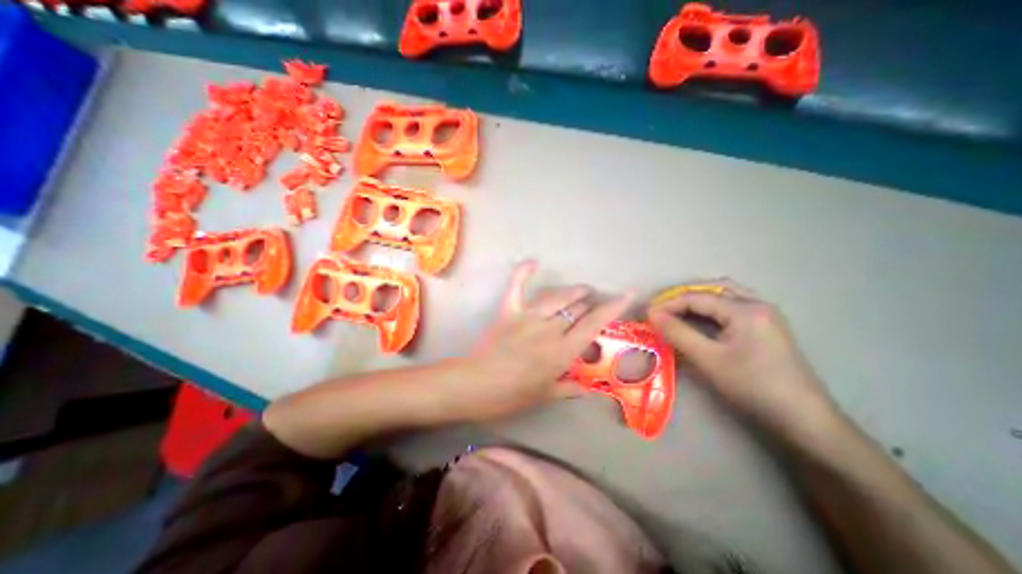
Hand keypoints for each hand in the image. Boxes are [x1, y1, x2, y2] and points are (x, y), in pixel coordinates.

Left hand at [449, 262, 631, 420]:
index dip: (613, 308)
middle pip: (577, 307)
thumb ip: (569, 389)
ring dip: (572, 291)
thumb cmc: (512, 395)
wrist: (475, 385)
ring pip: (557, 296)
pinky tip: (533, 262)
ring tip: (581, 290)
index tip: (627, 294)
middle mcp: (550, 329)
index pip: (594, 324)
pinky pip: (517, 287)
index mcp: (562, 352)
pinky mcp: (509, 311)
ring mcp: (528, 317)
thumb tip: (589, 390)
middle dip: (590, 303)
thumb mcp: (545, 396)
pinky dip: (523, 273)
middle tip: (593, 305)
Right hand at [650, 283, 842, 444]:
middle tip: (662, 309)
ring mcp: (766, 314)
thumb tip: (652, 315)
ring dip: (699, 299)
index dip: (668, 304)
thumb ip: (677, 333)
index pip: (697, 297)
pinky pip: (733, 306)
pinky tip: (702, 319)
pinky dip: (712, 307)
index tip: (647, 314)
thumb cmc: (752, 386)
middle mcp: (757, 304)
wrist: (803, 419)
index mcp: (745, 309)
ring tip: (677, 311)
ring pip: (725, 295)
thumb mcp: (708, 359)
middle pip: (712, 288)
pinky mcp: (767, 326)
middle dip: (683, 296)